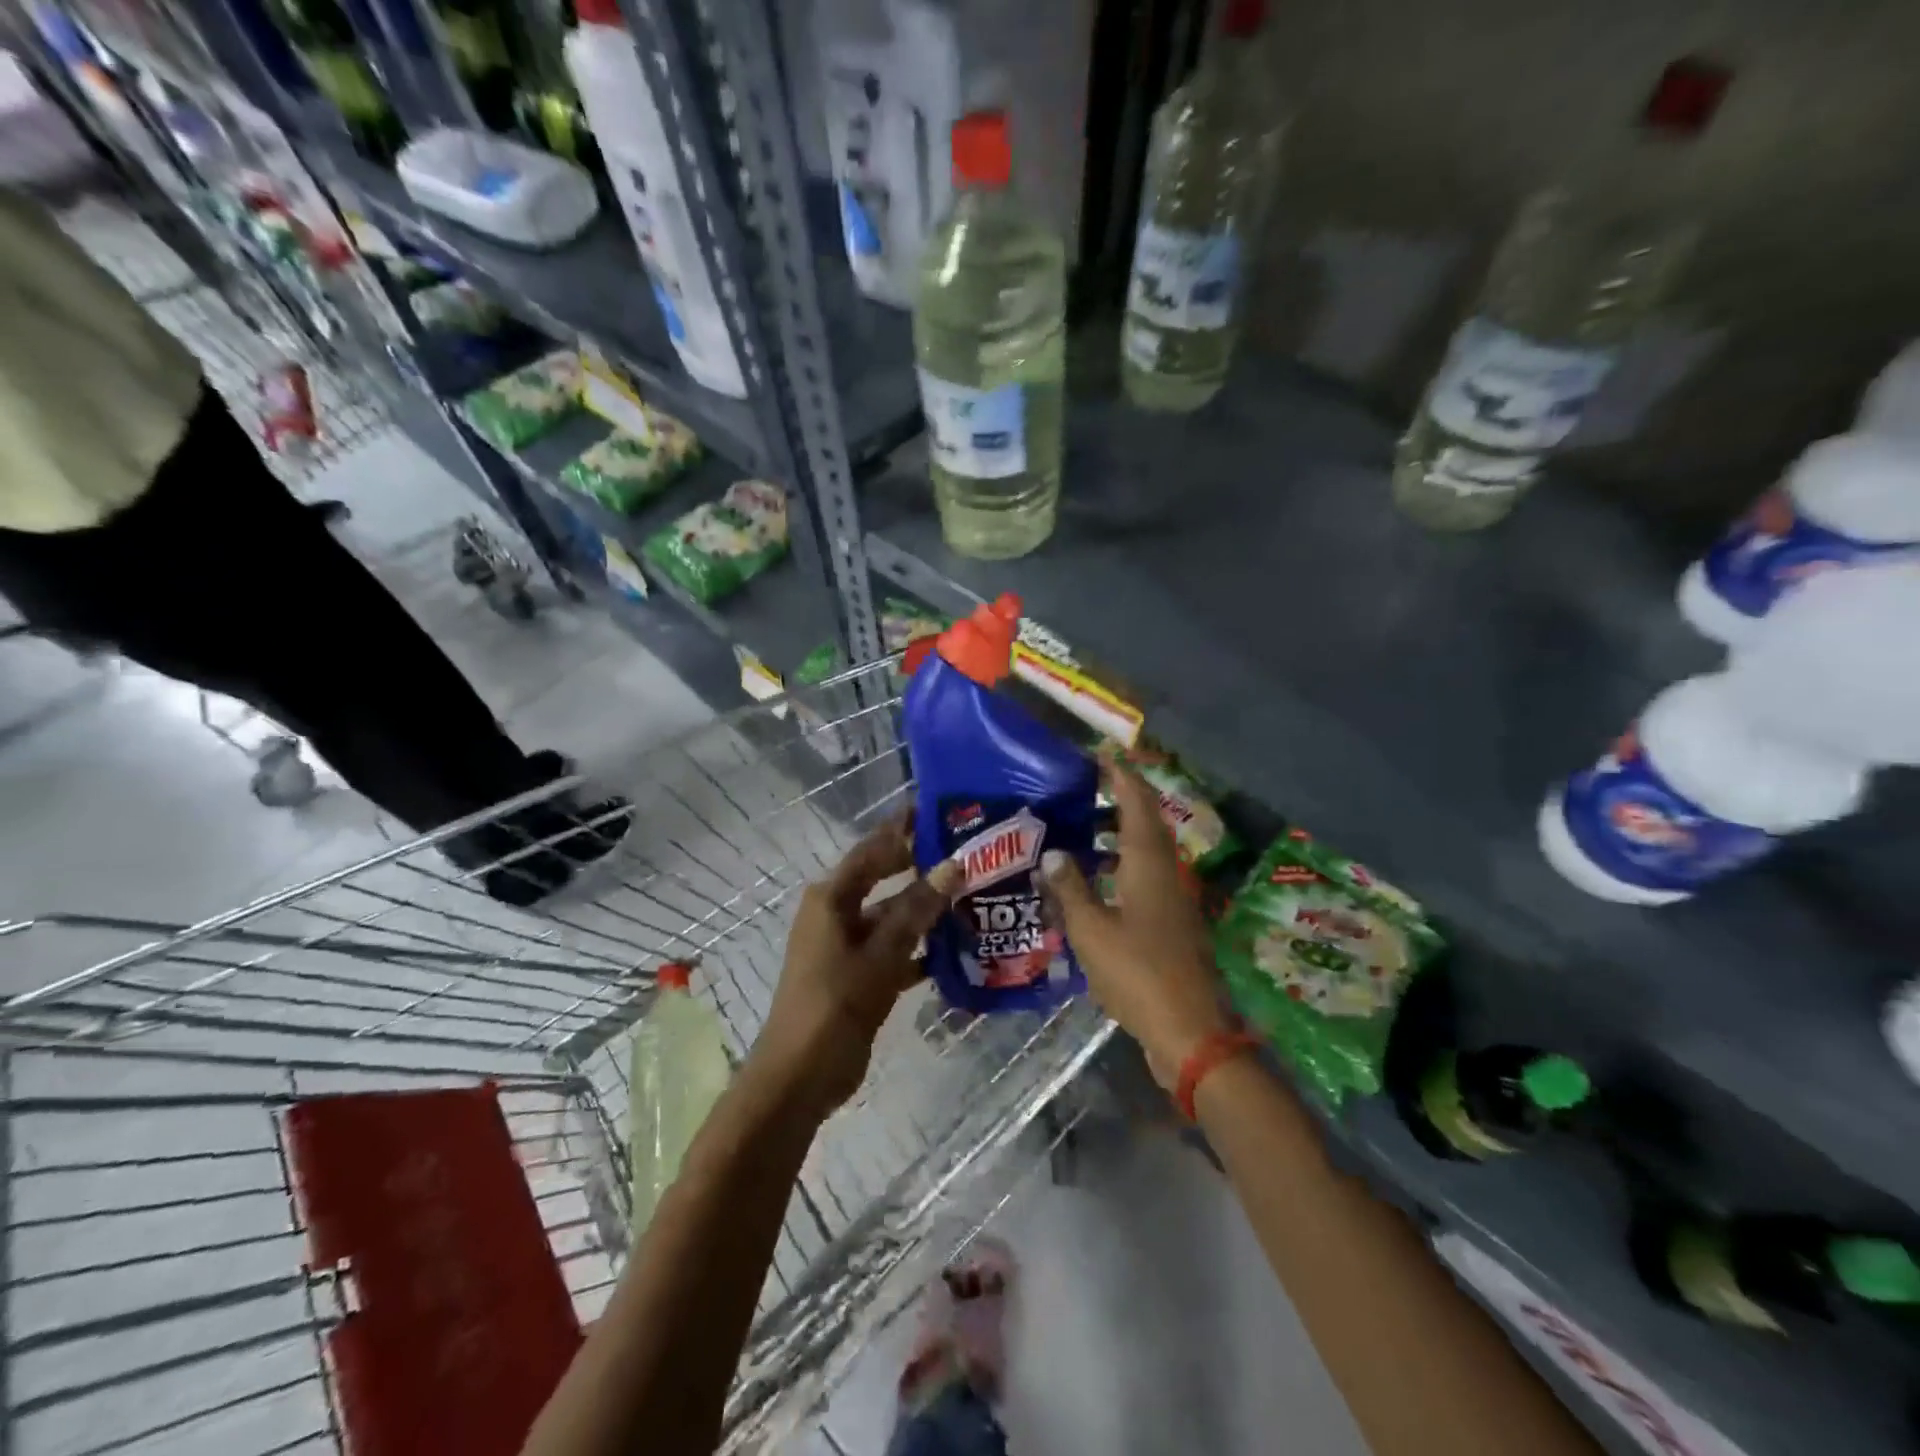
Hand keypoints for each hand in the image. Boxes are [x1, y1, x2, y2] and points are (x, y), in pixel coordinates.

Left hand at [756, 810, 962, 1112]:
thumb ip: (917, 910)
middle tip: (966, 853)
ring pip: (892, 917)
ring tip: (972, 898)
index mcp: (832, 898)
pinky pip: (893, 950)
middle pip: (884, 879)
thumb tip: (953, 864)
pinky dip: (919, 950)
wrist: (798, 1078)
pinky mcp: (856, 975)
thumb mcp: (881, 955)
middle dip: (920, 867)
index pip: (872, 849)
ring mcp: (845, 946)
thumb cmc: (834, 1005)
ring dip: (925, 912)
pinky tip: (956, 952)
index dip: (902, 828)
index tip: (936, 809)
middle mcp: (836, 913)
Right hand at [1040, 752, 1231, 1086]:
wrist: (1189, 1030)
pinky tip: (1094, 881)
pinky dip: (1122, 865)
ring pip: (1146, 850)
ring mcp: (1174, 897)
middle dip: (1117, 799)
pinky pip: (1146, 875)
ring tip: (1080, 831)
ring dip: (1118, 834)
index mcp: (1148, 862)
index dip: (1120, 774)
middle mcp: (1167, 870)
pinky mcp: (1173, 920)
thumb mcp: (1091, 930)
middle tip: (1080, 790)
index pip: (1136, 801)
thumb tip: (1052, 853)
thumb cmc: (1137, 973)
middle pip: (1145, 821)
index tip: (1099, 753)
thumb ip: (1070, 888)